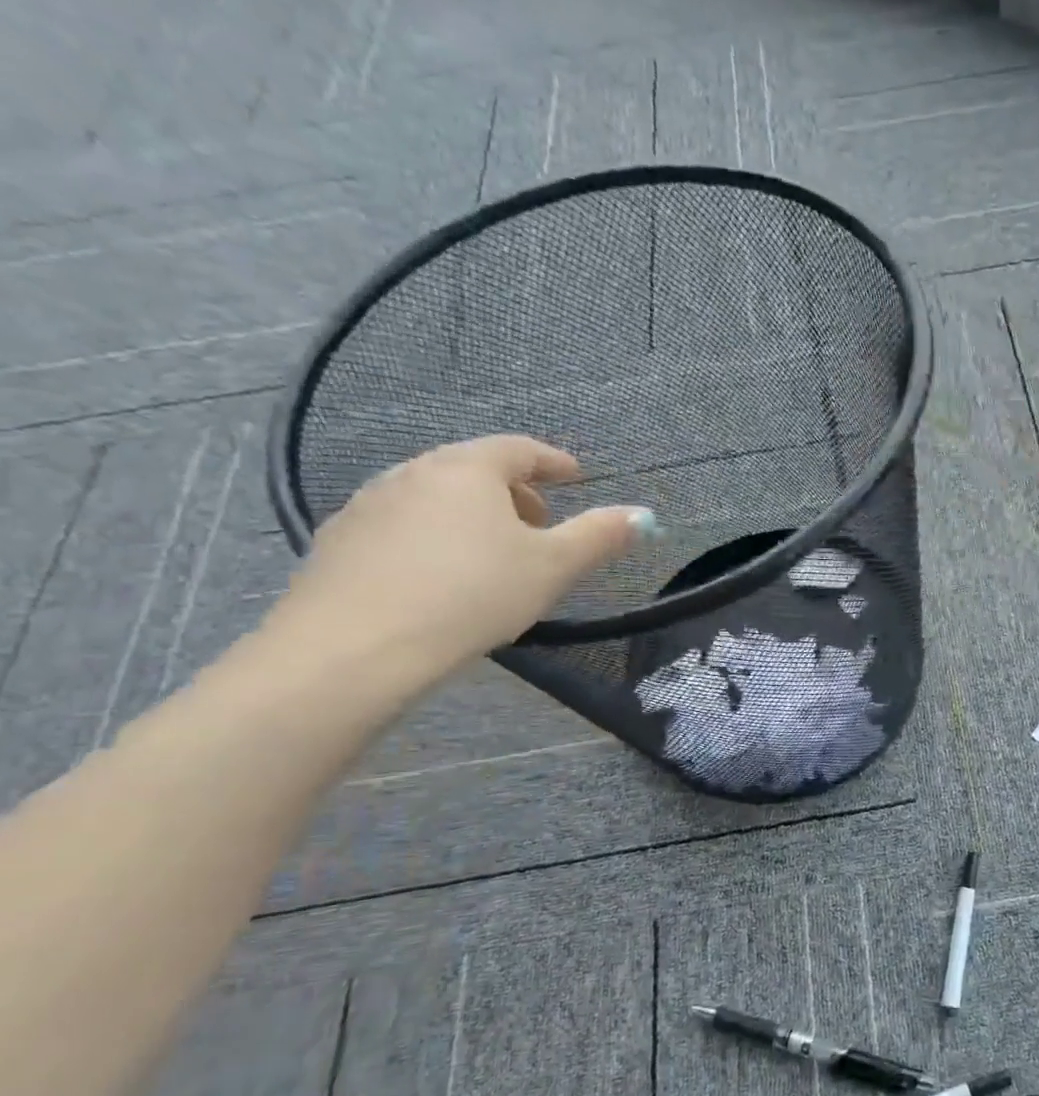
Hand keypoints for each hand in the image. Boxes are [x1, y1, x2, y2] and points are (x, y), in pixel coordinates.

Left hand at [267, 435, 655, 679]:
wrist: (357, 645)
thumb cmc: (473, 594)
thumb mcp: (553, 567)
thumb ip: (600, 537)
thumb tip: (644, 515)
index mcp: (468, 469)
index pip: (518, 449)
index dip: (553, 461)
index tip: (575, 475)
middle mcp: (413, 472)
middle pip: (473, 469)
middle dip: (514, 492)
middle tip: (540, 524)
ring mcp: (368, 504)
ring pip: (434, 497)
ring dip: (471, 515)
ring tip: (493, 554)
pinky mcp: (338, 541)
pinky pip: (402, 526)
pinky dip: (433, 537)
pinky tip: (441, 576)